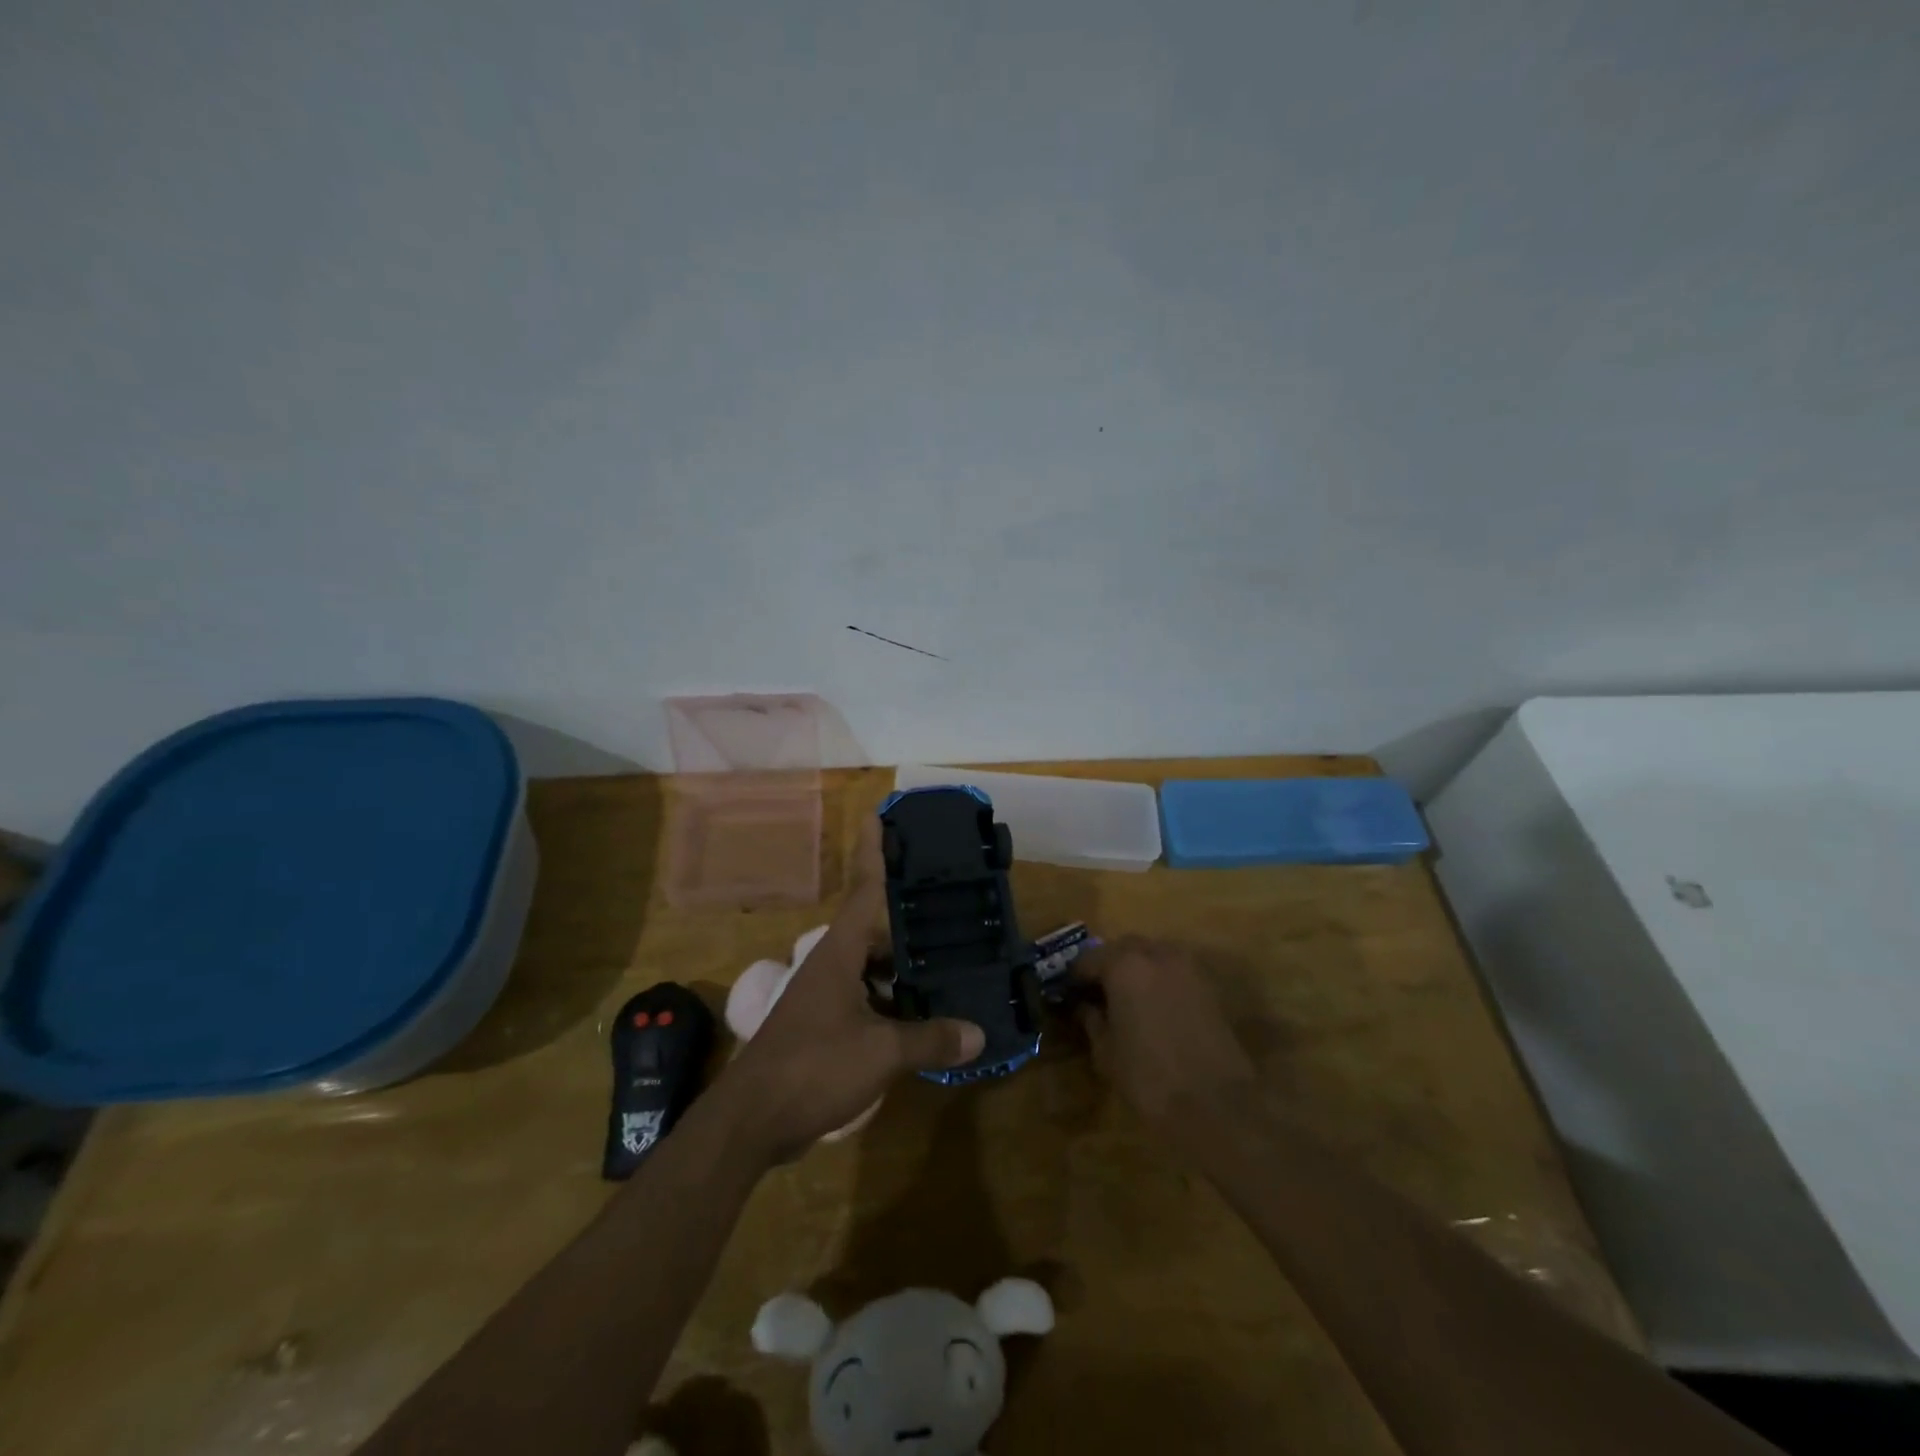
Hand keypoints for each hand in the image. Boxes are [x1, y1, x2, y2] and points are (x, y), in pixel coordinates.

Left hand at [713, 821, 984, 1162]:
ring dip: (904, 968)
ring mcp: (825, 997)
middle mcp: (831, 965)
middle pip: (875, 930)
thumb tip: (979, 1033)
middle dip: (908, 920)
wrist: (751, 1121)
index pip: (863, 888)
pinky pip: (867, 1000)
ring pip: (872, 968)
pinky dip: (894, 1003)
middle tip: (951, 909)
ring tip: (949, 964)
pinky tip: (923, 1017)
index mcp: (839, 952)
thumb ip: (930, 1038)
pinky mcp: (824, 1028)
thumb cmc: (813, 1067)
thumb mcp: (881, 1052)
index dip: (873, 850)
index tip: (879, 814)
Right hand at [1073, 937, 1257, 1129]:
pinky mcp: (1209, 986)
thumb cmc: (1149, 1078)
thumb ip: (1091, 1020)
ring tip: (1127, 999)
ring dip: (1137, 968)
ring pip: (1153, 955)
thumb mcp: (1106, 1052)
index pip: (1088, 959)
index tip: (1068, 994)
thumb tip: (1084, 1006)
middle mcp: (1156, 954)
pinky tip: (1155, 1008)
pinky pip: (1175, 971)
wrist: (1217, 1106)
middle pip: (1123, 948)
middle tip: (1097, 993)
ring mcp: (1188, 967)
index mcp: (1124, 965)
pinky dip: (1160, 980)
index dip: (1075, 977)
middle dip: (1108, 965)